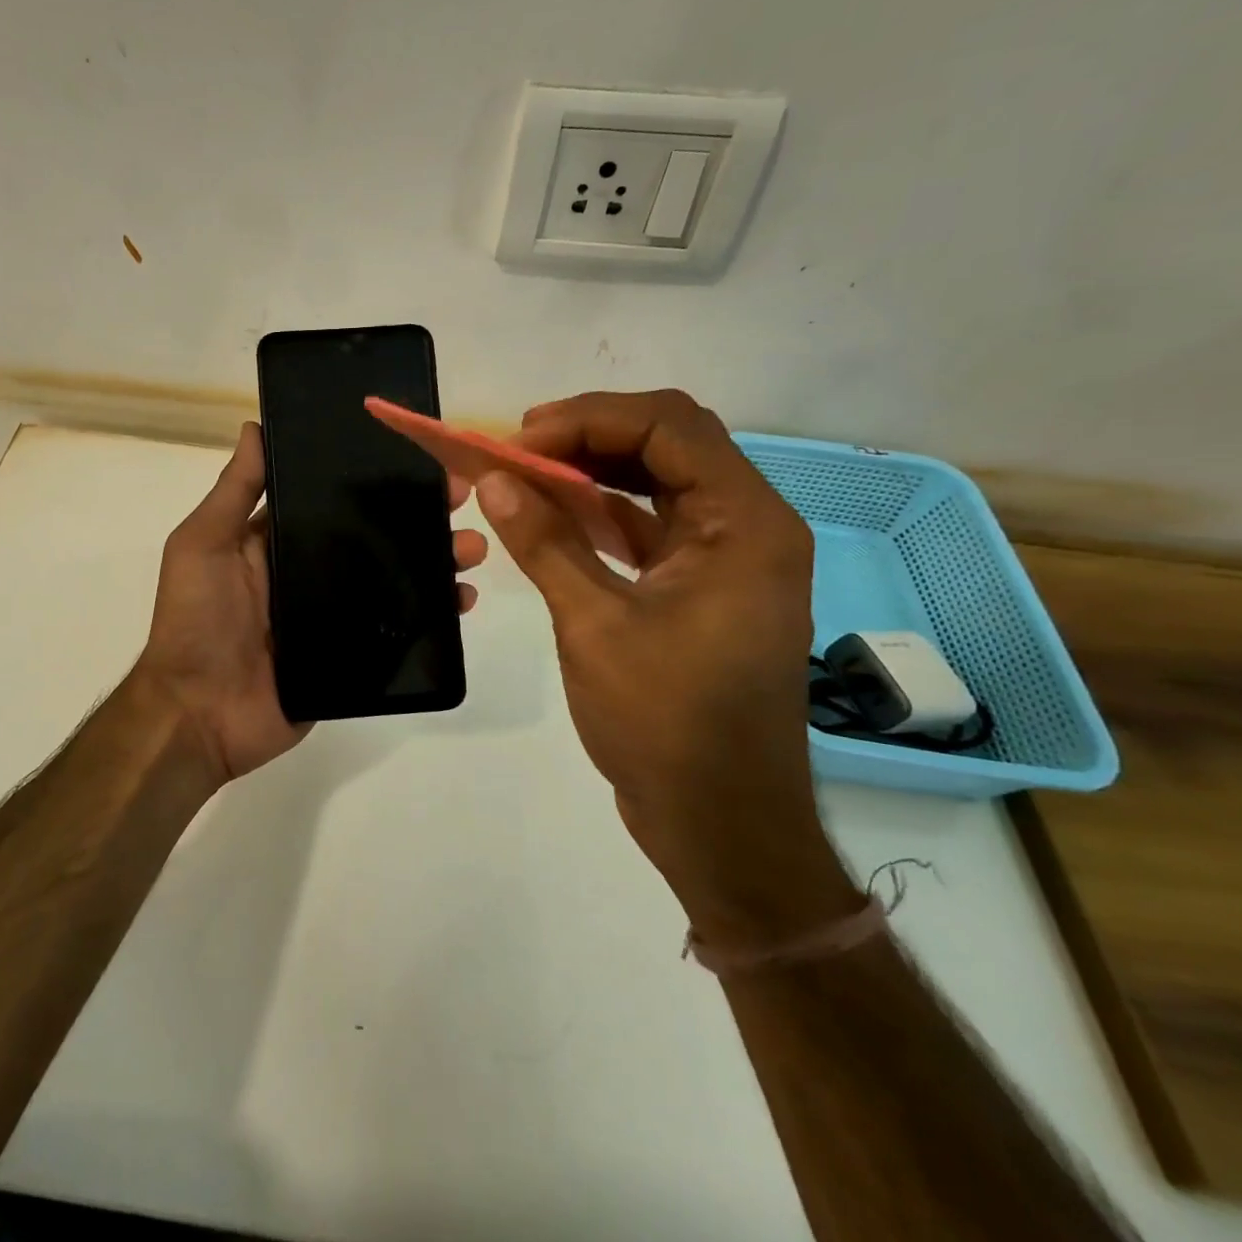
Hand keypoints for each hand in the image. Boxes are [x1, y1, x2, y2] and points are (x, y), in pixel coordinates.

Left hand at [136, 421, 487, 785]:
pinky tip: (462, 601)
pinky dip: (433, 614)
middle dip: (419, 515)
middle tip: (460, 498)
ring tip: (471, 549)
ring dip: (436, 561)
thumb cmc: (195, 620)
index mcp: (280, 541)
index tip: (416, 457)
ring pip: (396, 579)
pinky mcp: (353, 654)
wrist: (198, 713)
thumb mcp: (202, 544)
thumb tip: (255, 426)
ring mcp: (336, 614)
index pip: (336, 499)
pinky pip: (399, 629)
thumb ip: (233, 492)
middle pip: (376, 536)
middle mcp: (313, 572)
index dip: (375, 478)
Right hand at [478, 391, 859, 949]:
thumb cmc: (667, 723)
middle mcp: (748, 527)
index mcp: (745, 524)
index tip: (519, 442)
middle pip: (669, 443)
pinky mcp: (703, 589)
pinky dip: (603, 514)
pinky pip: (652, 527)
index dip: (588, 419)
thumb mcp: (595, 626)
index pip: (670, 427)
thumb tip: (493, 481)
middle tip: (518, 449)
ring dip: (594, 471)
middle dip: (589, 435)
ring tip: (526, 473)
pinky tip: (555, 517)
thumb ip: (545, 544)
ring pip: (659, 482)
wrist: (720, 822)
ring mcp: (727, 559)